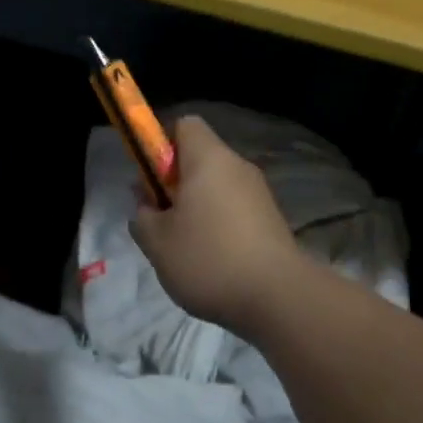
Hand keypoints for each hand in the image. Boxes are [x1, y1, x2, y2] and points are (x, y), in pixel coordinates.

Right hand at [129, 116, 306, 337]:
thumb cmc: (209, 258)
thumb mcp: (156, 241)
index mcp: (208, 158)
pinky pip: (235, 209)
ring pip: (217, 187)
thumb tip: (148, 208)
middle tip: (160, 219)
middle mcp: (237, 166)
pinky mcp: (272, 220)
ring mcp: (259, 193)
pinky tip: (213, 260)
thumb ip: (142, 217)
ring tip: (184, 247)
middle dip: (175, 183)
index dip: (161, 144)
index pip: (184, 124)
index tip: (150, 179)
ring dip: (196, 208)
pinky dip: (219, 225)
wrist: (279, 298)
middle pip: (199, 158)